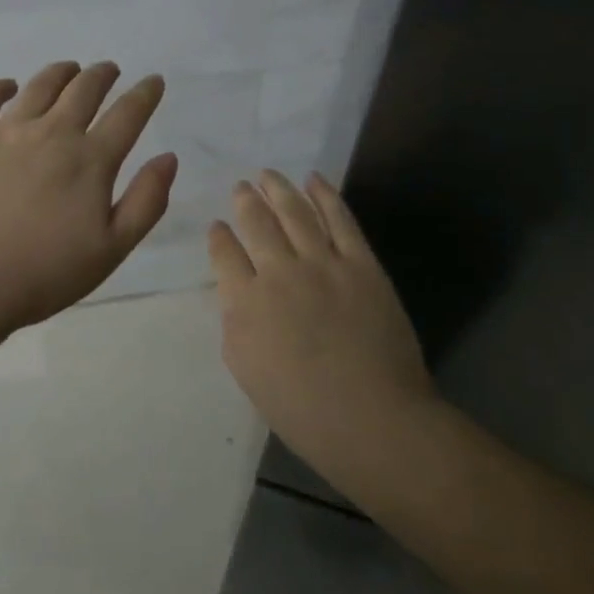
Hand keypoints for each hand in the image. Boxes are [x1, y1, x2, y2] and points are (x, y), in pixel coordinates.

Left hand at [0, 61, 177, 332]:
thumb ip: (146, 201)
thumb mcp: (111, 249)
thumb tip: (169, 158)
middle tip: (110, 70)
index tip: (154, 81)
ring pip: (41, 85)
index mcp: (90, 160)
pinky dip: (1, 86)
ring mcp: (8, 130)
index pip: (128, 114)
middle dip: (102, 74)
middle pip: (84, 89)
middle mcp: (53, 133)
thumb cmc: (42, 274)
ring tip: (70, 69)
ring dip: (61, 72)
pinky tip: (8, 86)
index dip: (145, 94)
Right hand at [209, 171, 436, 487]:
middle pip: (256, 222)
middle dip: (246, 201)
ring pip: (294, 211)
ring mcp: (322, 263)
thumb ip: (235, 323)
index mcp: (246, 302)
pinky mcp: (361, 263)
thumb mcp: (247, 371)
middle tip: (242, 187)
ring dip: (279, 188)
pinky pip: (340, 218)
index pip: (224, 253)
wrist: (375, 419)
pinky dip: (325, 194)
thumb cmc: (304, 410)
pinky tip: (314, 180)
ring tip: (268, 174)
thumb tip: (236, 291)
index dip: (219, 236)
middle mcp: (279, 272)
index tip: (219, 226)